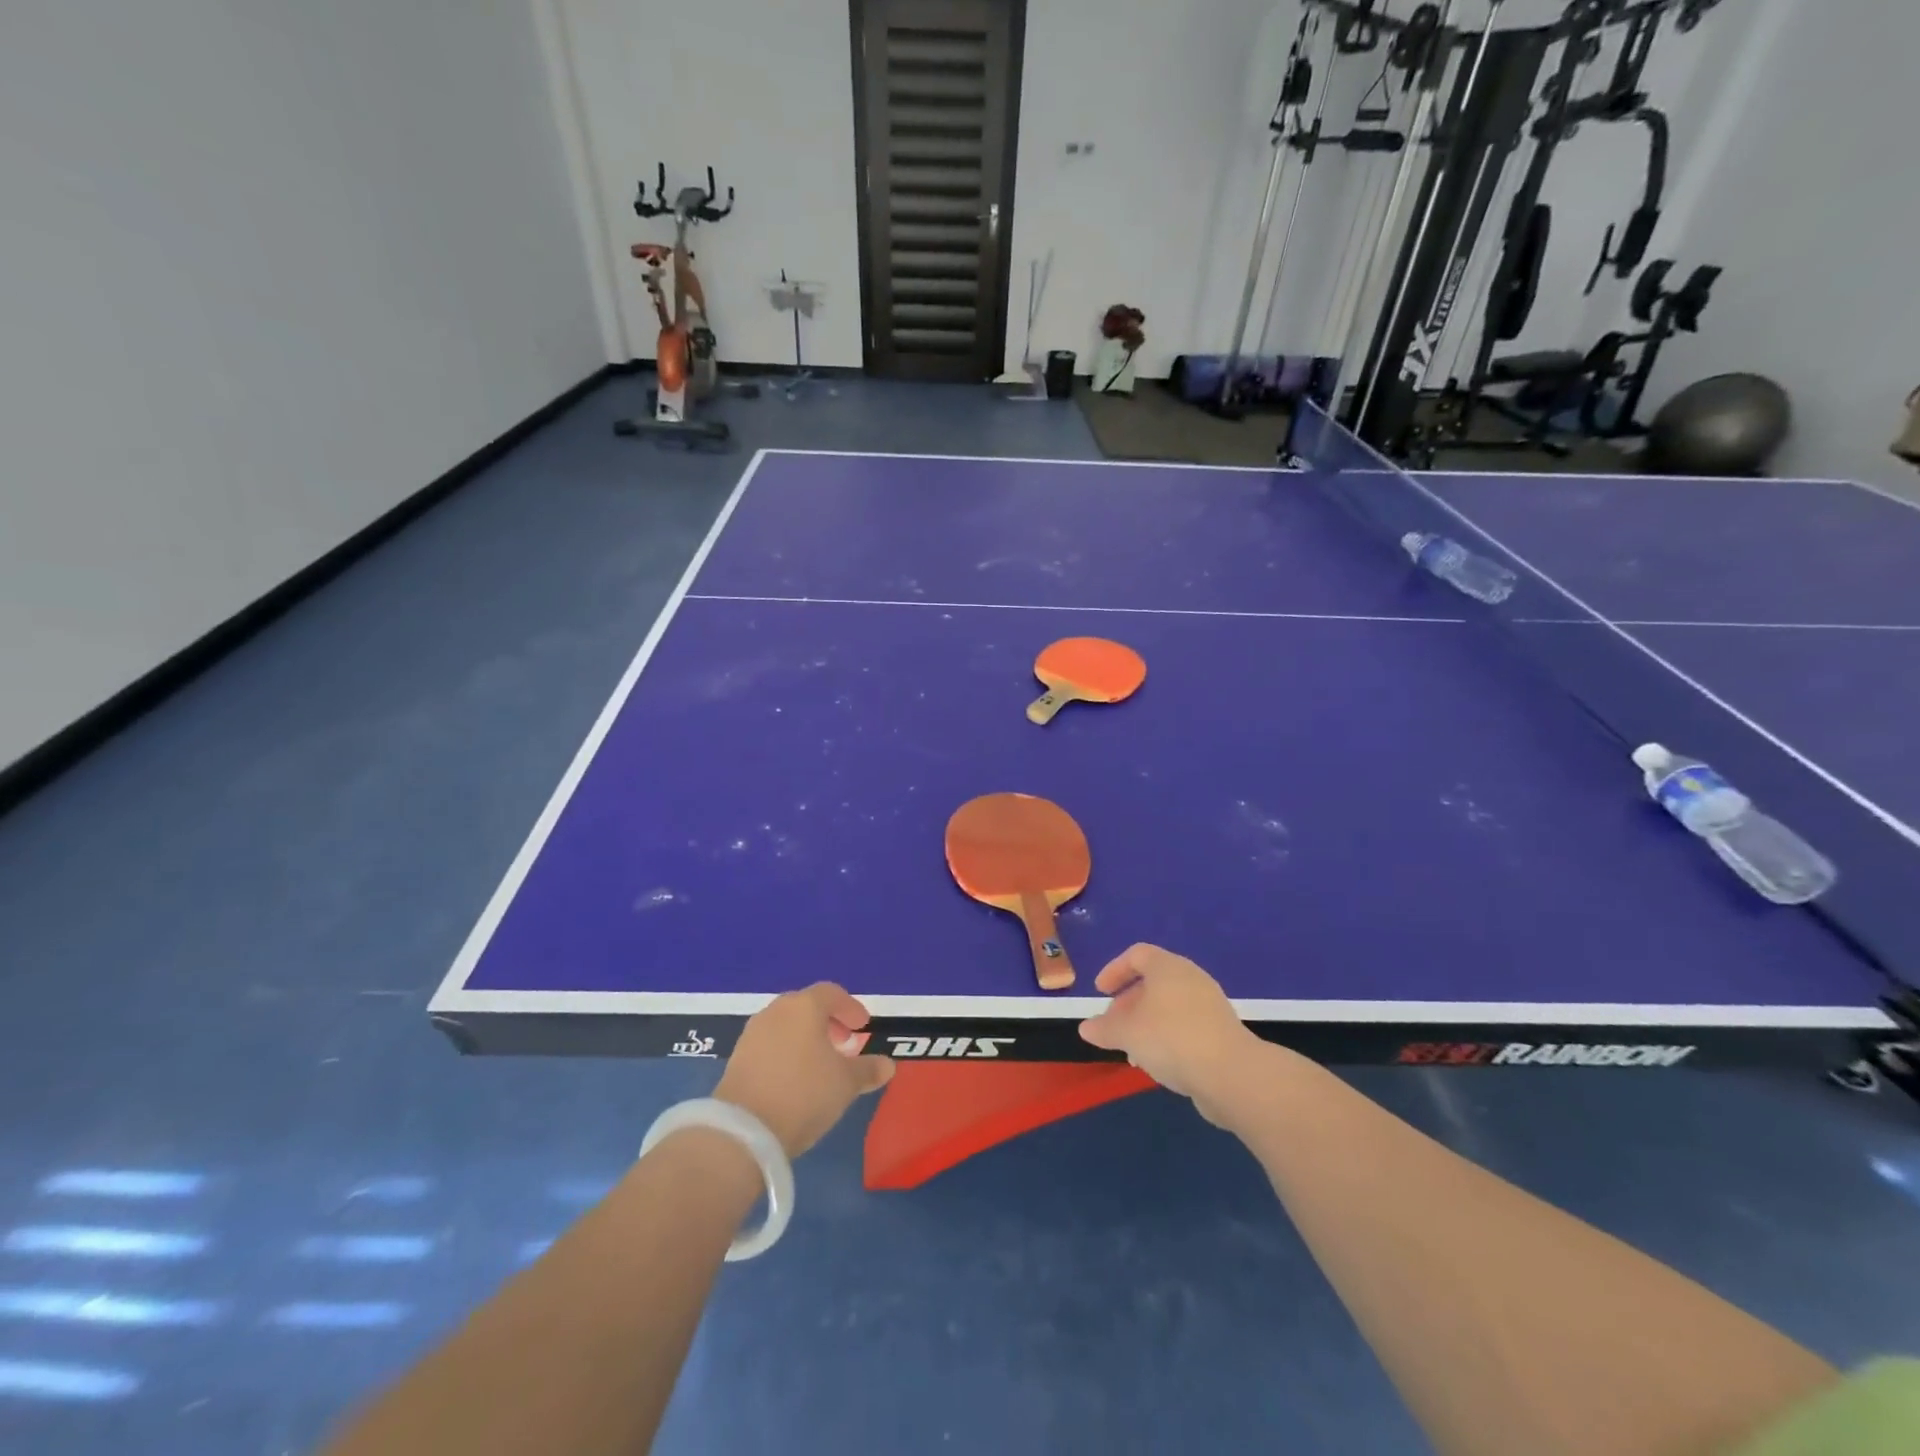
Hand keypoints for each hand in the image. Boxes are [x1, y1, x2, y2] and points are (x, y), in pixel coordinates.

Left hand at [715, 984, 894, 1157]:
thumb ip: (868, 1070)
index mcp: (805, 1007)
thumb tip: (888, 1065)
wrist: (744, 1131)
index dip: (851, 1008)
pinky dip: (786, 1052)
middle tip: (843, 1043)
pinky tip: (794, 1079)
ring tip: (819, 1065)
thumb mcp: (846, 1083)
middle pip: (807, 1007)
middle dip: (828, 1022)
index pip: (832, 993)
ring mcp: (752, 1033)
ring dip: (805, 1038)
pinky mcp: (736, 1058)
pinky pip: (769, 1045)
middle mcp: (776, 1011)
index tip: (863, 1026)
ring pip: (786, 1026)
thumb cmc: (804, 1093)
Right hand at [1078, 944, 1259, 1124]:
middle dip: (1128, 1003)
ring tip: (1132, 1050)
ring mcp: (1209, 1005)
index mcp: (1167, 967)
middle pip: (1153, 982)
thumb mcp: (1127, 1033)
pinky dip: (1166, 1037)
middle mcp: (1190, 978)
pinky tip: (1158, 1063)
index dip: (1114, 970)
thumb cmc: (1171, 1039)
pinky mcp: (1221, 1032)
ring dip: (1146, 1024)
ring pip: (1169, 1007)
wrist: (1231, 1074)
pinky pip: (1185, 1026)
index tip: (1100, 992)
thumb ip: (1104, 1029)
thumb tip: (1086, 1028)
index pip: (1137, 955)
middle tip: (1112, 1025)